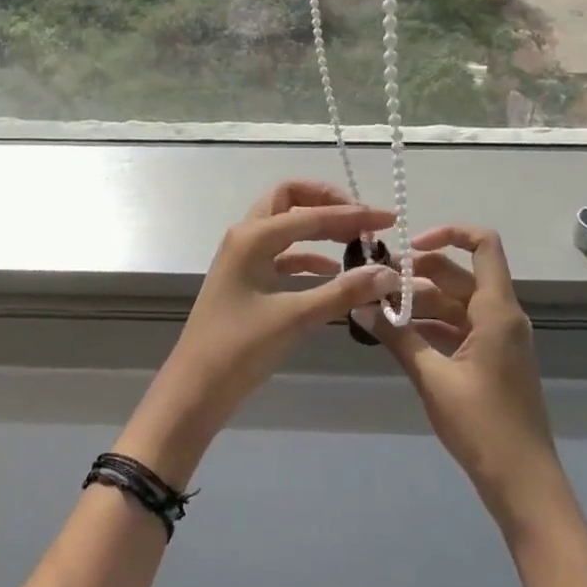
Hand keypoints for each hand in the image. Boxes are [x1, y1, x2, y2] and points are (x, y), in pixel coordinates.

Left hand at [118, 181, 440, 485]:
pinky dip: (308, 256)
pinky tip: (332, 270)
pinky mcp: (246, 279)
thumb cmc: (240, 347)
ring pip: (285, 225)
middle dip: (327, 202)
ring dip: (318, 227)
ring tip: (356, 242)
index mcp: (253, 236)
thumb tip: (389, 273)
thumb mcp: (296, 317)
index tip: (390, 219)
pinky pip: (282, 254)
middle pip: (290, 199)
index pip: (311, 213)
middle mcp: (246, 236)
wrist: (196, 387)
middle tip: (362, 218)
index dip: (353, 214)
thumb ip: (343, 291)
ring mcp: (243, 257)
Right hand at [375, 226, 559, 532]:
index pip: (483, 245)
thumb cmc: (482, 425)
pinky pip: (460, 327)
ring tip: (378, 309)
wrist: (523, 483)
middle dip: (418, 273)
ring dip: (421, 302)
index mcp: (496, 311)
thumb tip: (359, 306)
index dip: (448, 233)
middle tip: (375, 282)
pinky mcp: (493, 360)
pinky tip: (398, 334)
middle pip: (459, 274)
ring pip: (457, 302)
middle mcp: (502, 316)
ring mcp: (499, 339)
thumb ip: (397, 337)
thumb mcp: (432, 378)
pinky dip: (432, 325)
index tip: (408, 248)